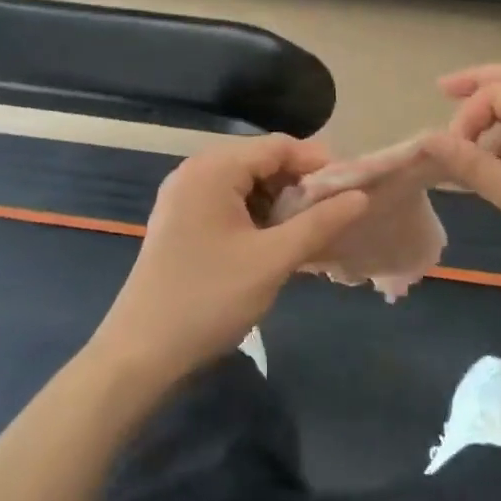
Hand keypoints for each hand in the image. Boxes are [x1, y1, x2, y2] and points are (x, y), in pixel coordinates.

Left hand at [94, 136, 371, 381]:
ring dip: (280, 203)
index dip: (318, 164)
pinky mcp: (181, 221)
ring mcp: (184, 196)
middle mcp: (196, 171)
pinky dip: (257, 216)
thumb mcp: (272, 260)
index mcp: (213, 169)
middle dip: (300, 185)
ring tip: (309, 232)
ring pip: (247, 184)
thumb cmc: (209, 299)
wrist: (140, 354)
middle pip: (262, 161)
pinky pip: (229, 203)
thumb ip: (319, 223)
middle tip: (333, 215)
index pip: (278, 146)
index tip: (350, 190)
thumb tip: (361, 196)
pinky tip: (276, 243)